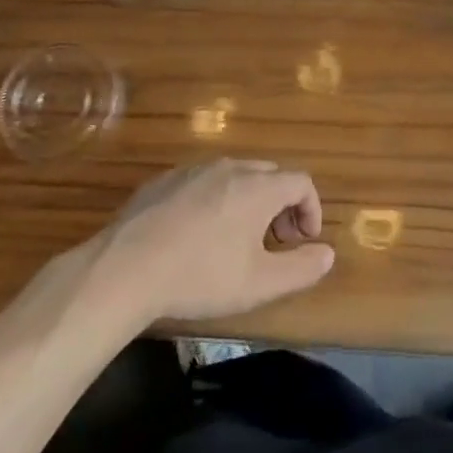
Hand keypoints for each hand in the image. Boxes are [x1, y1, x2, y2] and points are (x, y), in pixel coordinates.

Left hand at [95, 158, 335, 325]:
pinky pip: (203, 181)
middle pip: (270, 174)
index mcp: (257, 187)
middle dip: (282, 204)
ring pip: (235, 175)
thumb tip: (327, 253)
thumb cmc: (200, 276)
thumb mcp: (259, 284)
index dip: (312, 209)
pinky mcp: (163, 180)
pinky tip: (197, 234)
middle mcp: (229, 167)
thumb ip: (301, 268)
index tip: (303, 242)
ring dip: (249, 200)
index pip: (301, 182)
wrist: (125, 269)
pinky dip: (215, 199)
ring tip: (237, 238)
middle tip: (275, 241)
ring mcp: (192, 170)